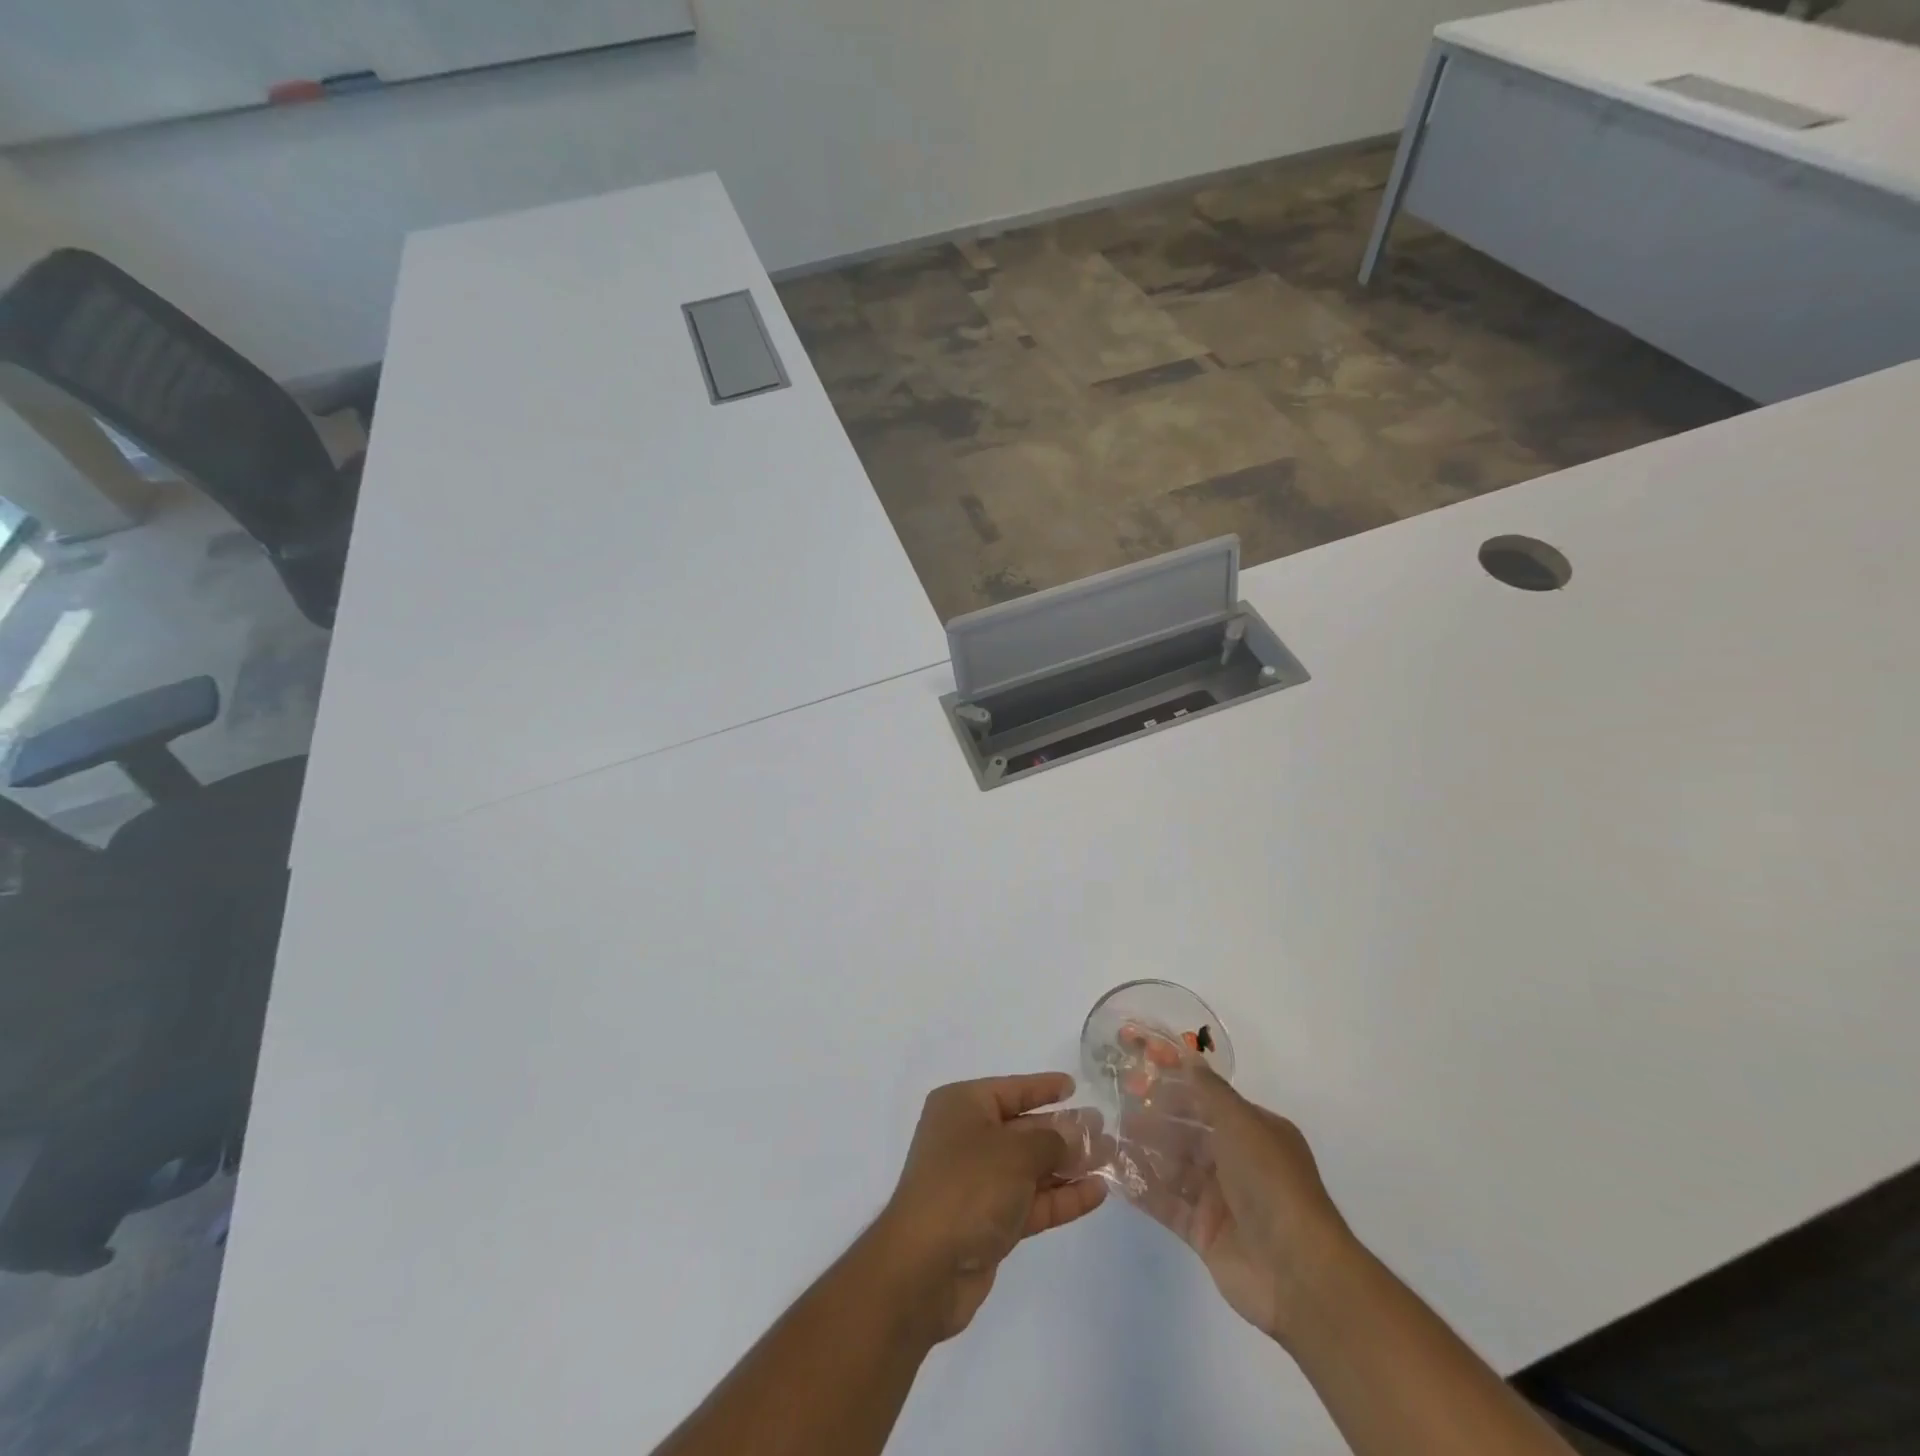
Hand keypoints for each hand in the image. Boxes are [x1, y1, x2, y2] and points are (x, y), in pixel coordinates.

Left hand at [872, 1073, 1106, 1343]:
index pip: (1011, 1090)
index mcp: (962, 1107)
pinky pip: (1031, 1201)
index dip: (1043, 1087)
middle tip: (1106, 1129)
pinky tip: (1097, 1193)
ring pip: (1031, 1168)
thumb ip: (1052, 1141)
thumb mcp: (1015, 1153)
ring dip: (1069, 1166)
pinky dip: (1061, 1197)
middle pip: (1025, 1129)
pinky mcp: (989, 1222)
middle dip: (1064, 1130)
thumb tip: (1077, 1134)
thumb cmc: (967, 1186)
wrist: (925, 1268)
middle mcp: (968, 1138)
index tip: (1074, 1085)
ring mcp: (978, 1182)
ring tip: (1111, 1160)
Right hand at [1122, 1062, 1353, 1344]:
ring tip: (1109, 1138)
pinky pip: (1168, 1205)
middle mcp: (1239, 1163)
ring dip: (1146, 1153)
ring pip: (1176, 1168)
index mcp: (1256, 1133)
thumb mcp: (1242, 1123)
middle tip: (1117, 1108)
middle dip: (1156, 1121)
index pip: (1210, 1103)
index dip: (1177, 1090)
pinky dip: (1144, 1190)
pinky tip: (1115, 1174)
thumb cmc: (1271, 1182)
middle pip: (1190, 1135)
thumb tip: (1187, 1057)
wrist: (1297, 1271)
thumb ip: (1210, 1091)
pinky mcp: (1204, 1233)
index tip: (1140, 1076)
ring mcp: (1221, 1200)